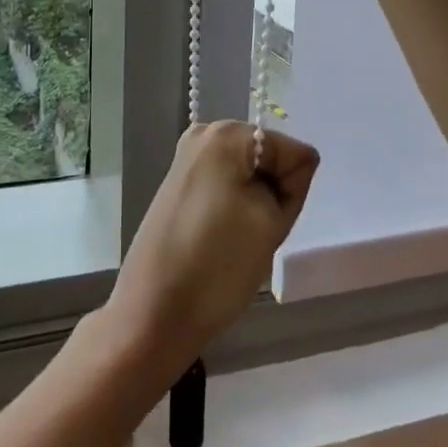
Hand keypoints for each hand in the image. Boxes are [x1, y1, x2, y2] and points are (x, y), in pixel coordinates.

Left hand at [104, 121, 318, 374]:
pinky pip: (226, 186)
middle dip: (271, 193)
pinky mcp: (178, 183)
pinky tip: (218, 237)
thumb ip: (294, 181)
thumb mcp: (272, 222)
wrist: (153, 313)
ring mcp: (186, 158)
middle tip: (253, 232)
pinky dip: (232, 209)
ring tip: (234, 237)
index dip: (290, 190)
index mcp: (228, 134)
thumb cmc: (217, 264)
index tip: (268, 222)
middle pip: (269, 158)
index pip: (292, 152)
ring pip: (249, 175)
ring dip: (253, 204)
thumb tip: (293, 165)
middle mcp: (204, 133)